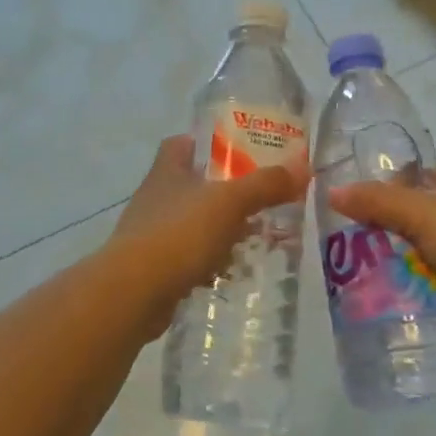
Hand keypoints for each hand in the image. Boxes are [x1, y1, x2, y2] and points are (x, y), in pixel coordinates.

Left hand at [108, 135, 308, 337]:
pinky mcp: (154, 268)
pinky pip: (189, 257)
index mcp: (167, 171)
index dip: (207, 142)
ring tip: (256, 234)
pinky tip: (233, 269)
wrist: (133, 293)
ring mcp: (151, 234)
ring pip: (193, 223)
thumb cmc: (178, 234)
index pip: (182, 144)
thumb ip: (265, 185)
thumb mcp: (229, 203)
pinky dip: (210, 261)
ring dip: (220, 228)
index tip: (238, 149)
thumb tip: (302, 167)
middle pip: (192, 184)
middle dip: (224, 190)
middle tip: (261, 195)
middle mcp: (156, 197)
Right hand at [326, 165, 435, 348]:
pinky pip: (432, 283)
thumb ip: (377, 202)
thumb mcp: (422, 213)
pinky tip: (386, 299)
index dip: (387, 187)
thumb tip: (331, 191)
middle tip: (348, 247)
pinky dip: (414, 290)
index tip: (356, 207)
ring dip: (397, 265)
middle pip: (414, 218)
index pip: (416, 176)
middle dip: (386, 232)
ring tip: (358, 276)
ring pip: (420, 253)